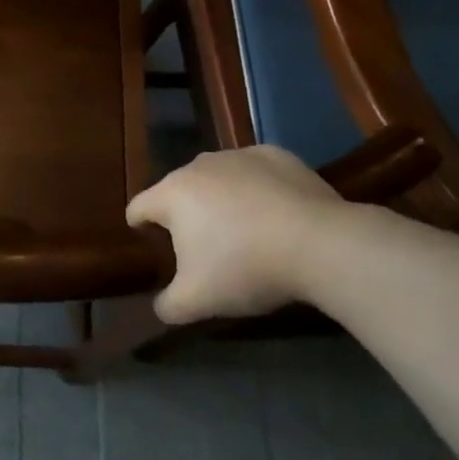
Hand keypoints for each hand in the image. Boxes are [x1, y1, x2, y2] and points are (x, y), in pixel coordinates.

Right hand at [126, 146, 344, 324]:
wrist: (320, 244)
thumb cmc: (245, 268)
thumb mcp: (197, 302)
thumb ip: (168, 305)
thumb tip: (162, 305)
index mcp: (172, 194)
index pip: (138, 207)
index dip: (140, 228)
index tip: (153, 247)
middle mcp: (199, 165)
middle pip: (179, 192)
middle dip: (186, 217)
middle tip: (205, 250)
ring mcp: (239, 155)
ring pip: (218, 179)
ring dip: (221, 201)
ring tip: (244, 232)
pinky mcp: (276, 155)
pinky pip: (254, 173)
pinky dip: (257, 190)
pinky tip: (276, 216)